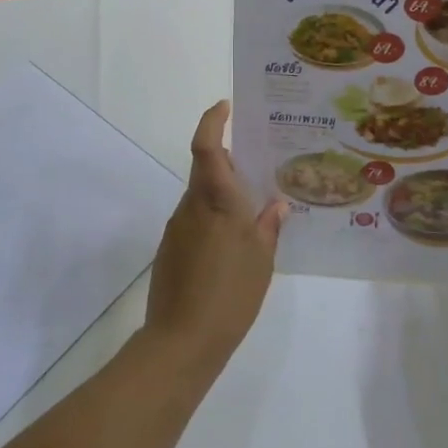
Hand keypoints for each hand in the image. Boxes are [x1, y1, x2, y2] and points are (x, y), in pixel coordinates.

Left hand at [144, 101, 285, 374]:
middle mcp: (192, 205)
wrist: (181, 341)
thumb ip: (269, 226)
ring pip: (202, 196)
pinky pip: (195, 220)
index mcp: (216, 199)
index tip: (225, 105)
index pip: (207, 145)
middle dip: (230, 163)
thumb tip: (277, 204)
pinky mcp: (171, 249)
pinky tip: (233, 245)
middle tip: (260, 168)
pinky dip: (213, 219)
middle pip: (206, 169)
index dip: (212, 120)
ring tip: (254, 212)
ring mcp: (177, 227)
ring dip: (223, 195)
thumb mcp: (262, 260)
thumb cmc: (230, 294)